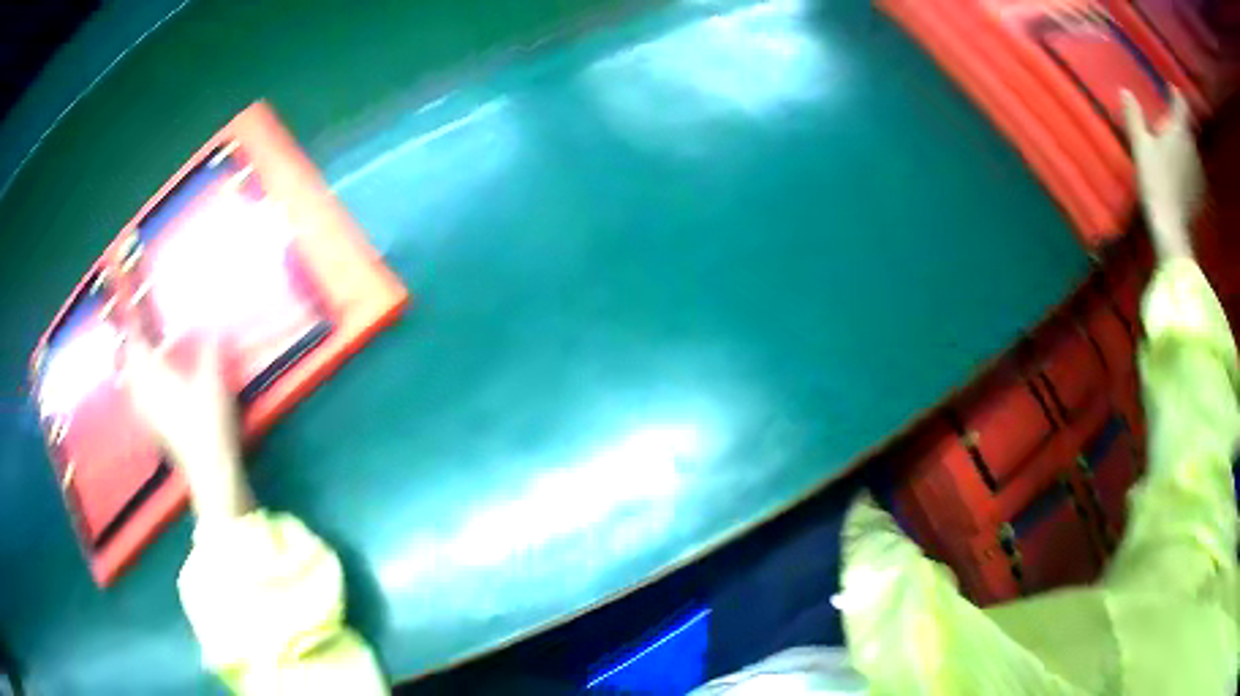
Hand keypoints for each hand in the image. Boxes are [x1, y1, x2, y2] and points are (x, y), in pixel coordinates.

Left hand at [124, 333, 252, 521]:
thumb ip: (210, 352)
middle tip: (132, 339)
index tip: (132, 315)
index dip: (135, 330)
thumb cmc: (209, 420)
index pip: (139, 347)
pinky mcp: (157, 433)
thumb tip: (214, 327)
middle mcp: (148, 394)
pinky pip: (139, 406)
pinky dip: (137, 395)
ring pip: (132, 389)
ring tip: (133, 365)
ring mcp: (150, 416)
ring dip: (131, 374)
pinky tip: (143, 398)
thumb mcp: (214, 381)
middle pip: (131, 369)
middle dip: (129, 352)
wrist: (209, 468)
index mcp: (158, 376)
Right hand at [1122, 88, 1202, 260]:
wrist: (1171, 228)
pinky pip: (1193, 171)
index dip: (1176, 95)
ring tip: (1172, 148)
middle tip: (1167, 123)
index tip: (1171, 90)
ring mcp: (1198, 172)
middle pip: (1186, 128)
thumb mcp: (1140, 145)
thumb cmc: (1155, 180)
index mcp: (1179, 131)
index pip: (1181, 104)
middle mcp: (1192, 147)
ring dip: (1183, 146)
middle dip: (1178, 124)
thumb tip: (1124, 91)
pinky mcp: (1198, 192)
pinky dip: (1187, 167)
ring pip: (1191, 150)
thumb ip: (1134, 116)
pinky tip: (1179, 173)